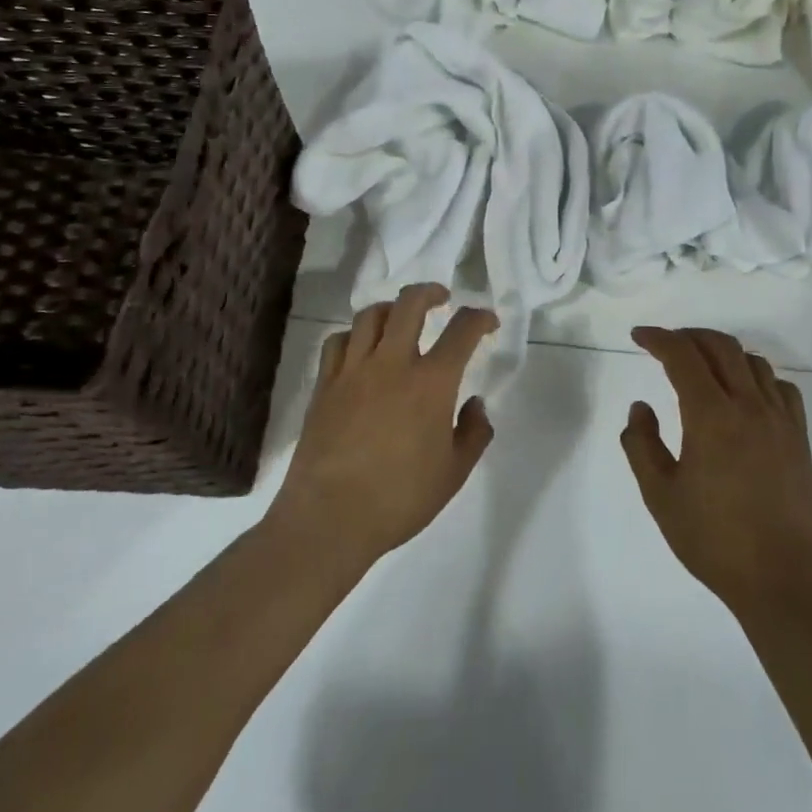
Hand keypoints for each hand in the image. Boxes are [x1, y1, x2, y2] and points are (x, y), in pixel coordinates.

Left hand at [267, 284, 498, 571]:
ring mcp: (353, 371)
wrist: (330, 518)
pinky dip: (353, 335)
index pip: (462, 331)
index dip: (480, 318)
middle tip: (441, 299)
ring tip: (399, 318)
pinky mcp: (324, 385)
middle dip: (430, 292)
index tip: (487, 322)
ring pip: (369, 316)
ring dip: (390, 308)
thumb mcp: (454, 473)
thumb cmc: (400, 498)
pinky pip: (336, 342)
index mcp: (431, 382)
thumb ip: (473, 433)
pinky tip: (359, 348)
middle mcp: (392, 363)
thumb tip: (475, 403)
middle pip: (409, 304)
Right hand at [623, 327, 811, 620]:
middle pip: (720, 346)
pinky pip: (780, 387)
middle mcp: (748, 405)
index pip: (682, 356)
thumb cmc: (716, 541)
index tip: (639, 336)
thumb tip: (641, 408)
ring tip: (702, 365)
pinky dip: (757, 375)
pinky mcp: (799, 438)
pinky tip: (745, 393)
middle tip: (665, 344)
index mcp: (711, 415)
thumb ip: (641, 445)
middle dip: (689, 336)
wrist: (786, 579)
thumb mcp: (660, 496)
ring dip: (723, 352)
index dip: (658, 338)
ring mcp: (780, 420)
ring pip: (753, 361)